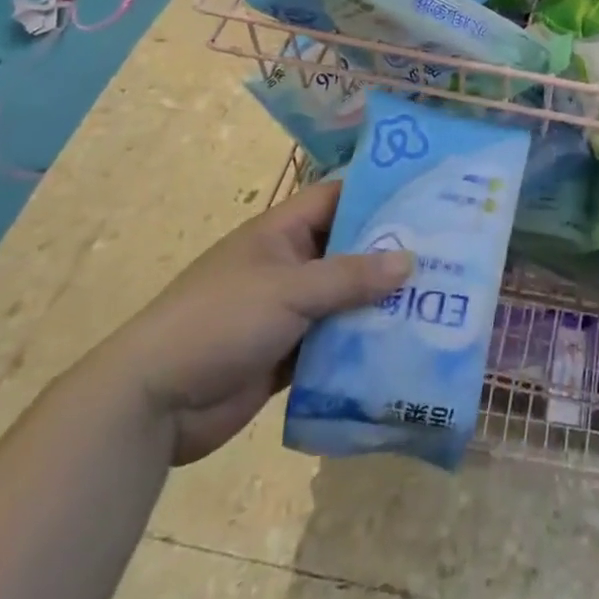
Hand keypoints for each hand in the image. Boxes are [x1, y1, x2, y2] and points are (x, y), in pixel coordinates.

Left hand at [93, 180, 412, 464]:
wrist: (152, 404)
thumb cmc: (219, 321)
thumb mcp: (288, 290)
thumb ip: (350, 276)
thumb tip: (410, 260)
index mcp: (281, 232)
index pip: (338, 198)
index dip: (377, 195)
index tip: (426, 199)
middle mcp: (288, 265)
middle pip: (348, 251)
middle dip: (389, 255)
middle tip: (446, 256)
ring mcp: (287, 312)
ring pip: (344, 299)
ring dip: (379, 304)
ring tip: (437, 303)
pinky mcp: (286, 355)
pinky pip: (333, 342)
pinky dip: (360, 344)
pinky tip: (401, 348)